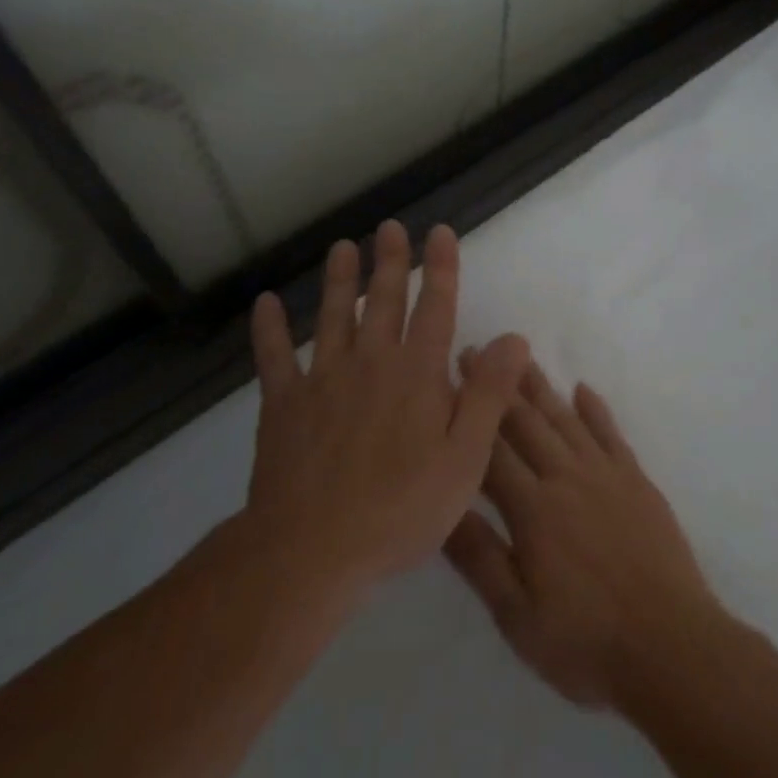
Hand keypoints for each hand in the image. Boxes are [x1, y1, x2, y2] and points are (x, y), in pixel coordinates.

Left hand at [244, 220, 530, 590]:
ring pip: (332, 317)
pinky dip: (268, 329)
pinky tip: (265, 303)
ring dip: (338, 281)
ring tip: (342, 248)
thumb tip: (513, 339)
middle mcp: (371, 362)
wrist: (312, 550)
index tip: (439, 232)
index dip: (440, 267)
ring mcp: (322, 380)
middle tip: (389, 227)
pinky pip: (273, 357)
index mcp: (416, 373)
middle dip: (390, 262)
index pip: (435, 307)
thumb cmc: (401, 508)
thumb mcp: (465, 457)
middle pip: (382, 301)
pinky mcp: (284, 405)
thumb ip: (489, 394)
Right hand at [443, 362, 723, 710]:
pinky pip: (611, 434)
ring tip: (521, 358)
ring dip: (541, 387)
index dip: (469, 413)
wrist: (671, 646)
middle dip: (498, 387)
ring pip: (566, 420)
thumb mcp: (517, 616)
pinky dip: (596, 409)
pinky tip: (583, 389)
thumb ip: (479, 558)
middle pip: (527, 423)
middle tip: (478, 351)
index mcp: (533, 510)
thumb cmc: (586, 641)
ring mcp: (607, 475)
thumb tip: (439, 506)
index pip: (491, 450)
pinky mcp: (637, 481)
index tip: (450, 378)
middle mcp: (567, 478)